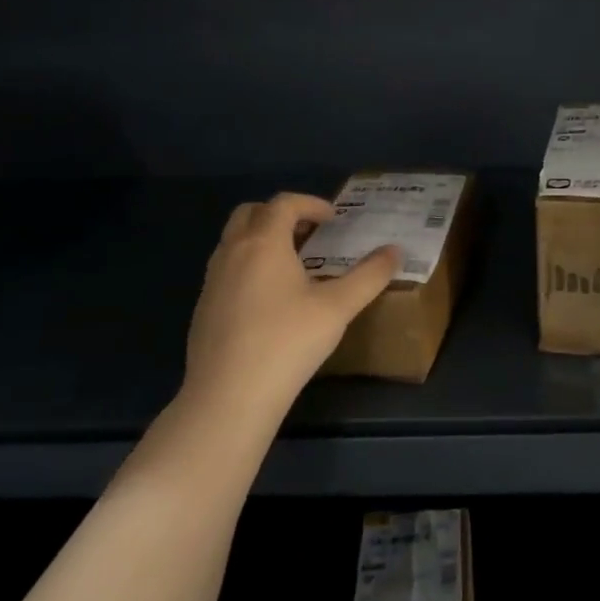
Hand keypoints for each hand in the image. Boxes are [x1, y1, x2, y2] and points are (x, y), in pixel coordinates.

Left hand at [181, 193, 400, 429]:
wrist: (228, 397)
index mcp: (263, 243)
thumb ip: (369, 275)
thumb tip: (395, 250)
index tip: (334, 219)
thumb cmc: (287, 342)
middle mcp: (232, 252)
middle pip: (250, 213)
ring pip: (233, 241)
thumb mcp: (338, 308)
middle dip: (280, 214)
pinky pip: (226, 269)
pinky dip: (248, 266)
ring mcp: (212, 281)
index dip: (311, 203)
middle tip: (309, 234)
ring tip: (293, 265)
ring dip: (262, 240)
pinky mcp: (203, 308)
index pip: (284, 203)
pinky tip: (269, 301)